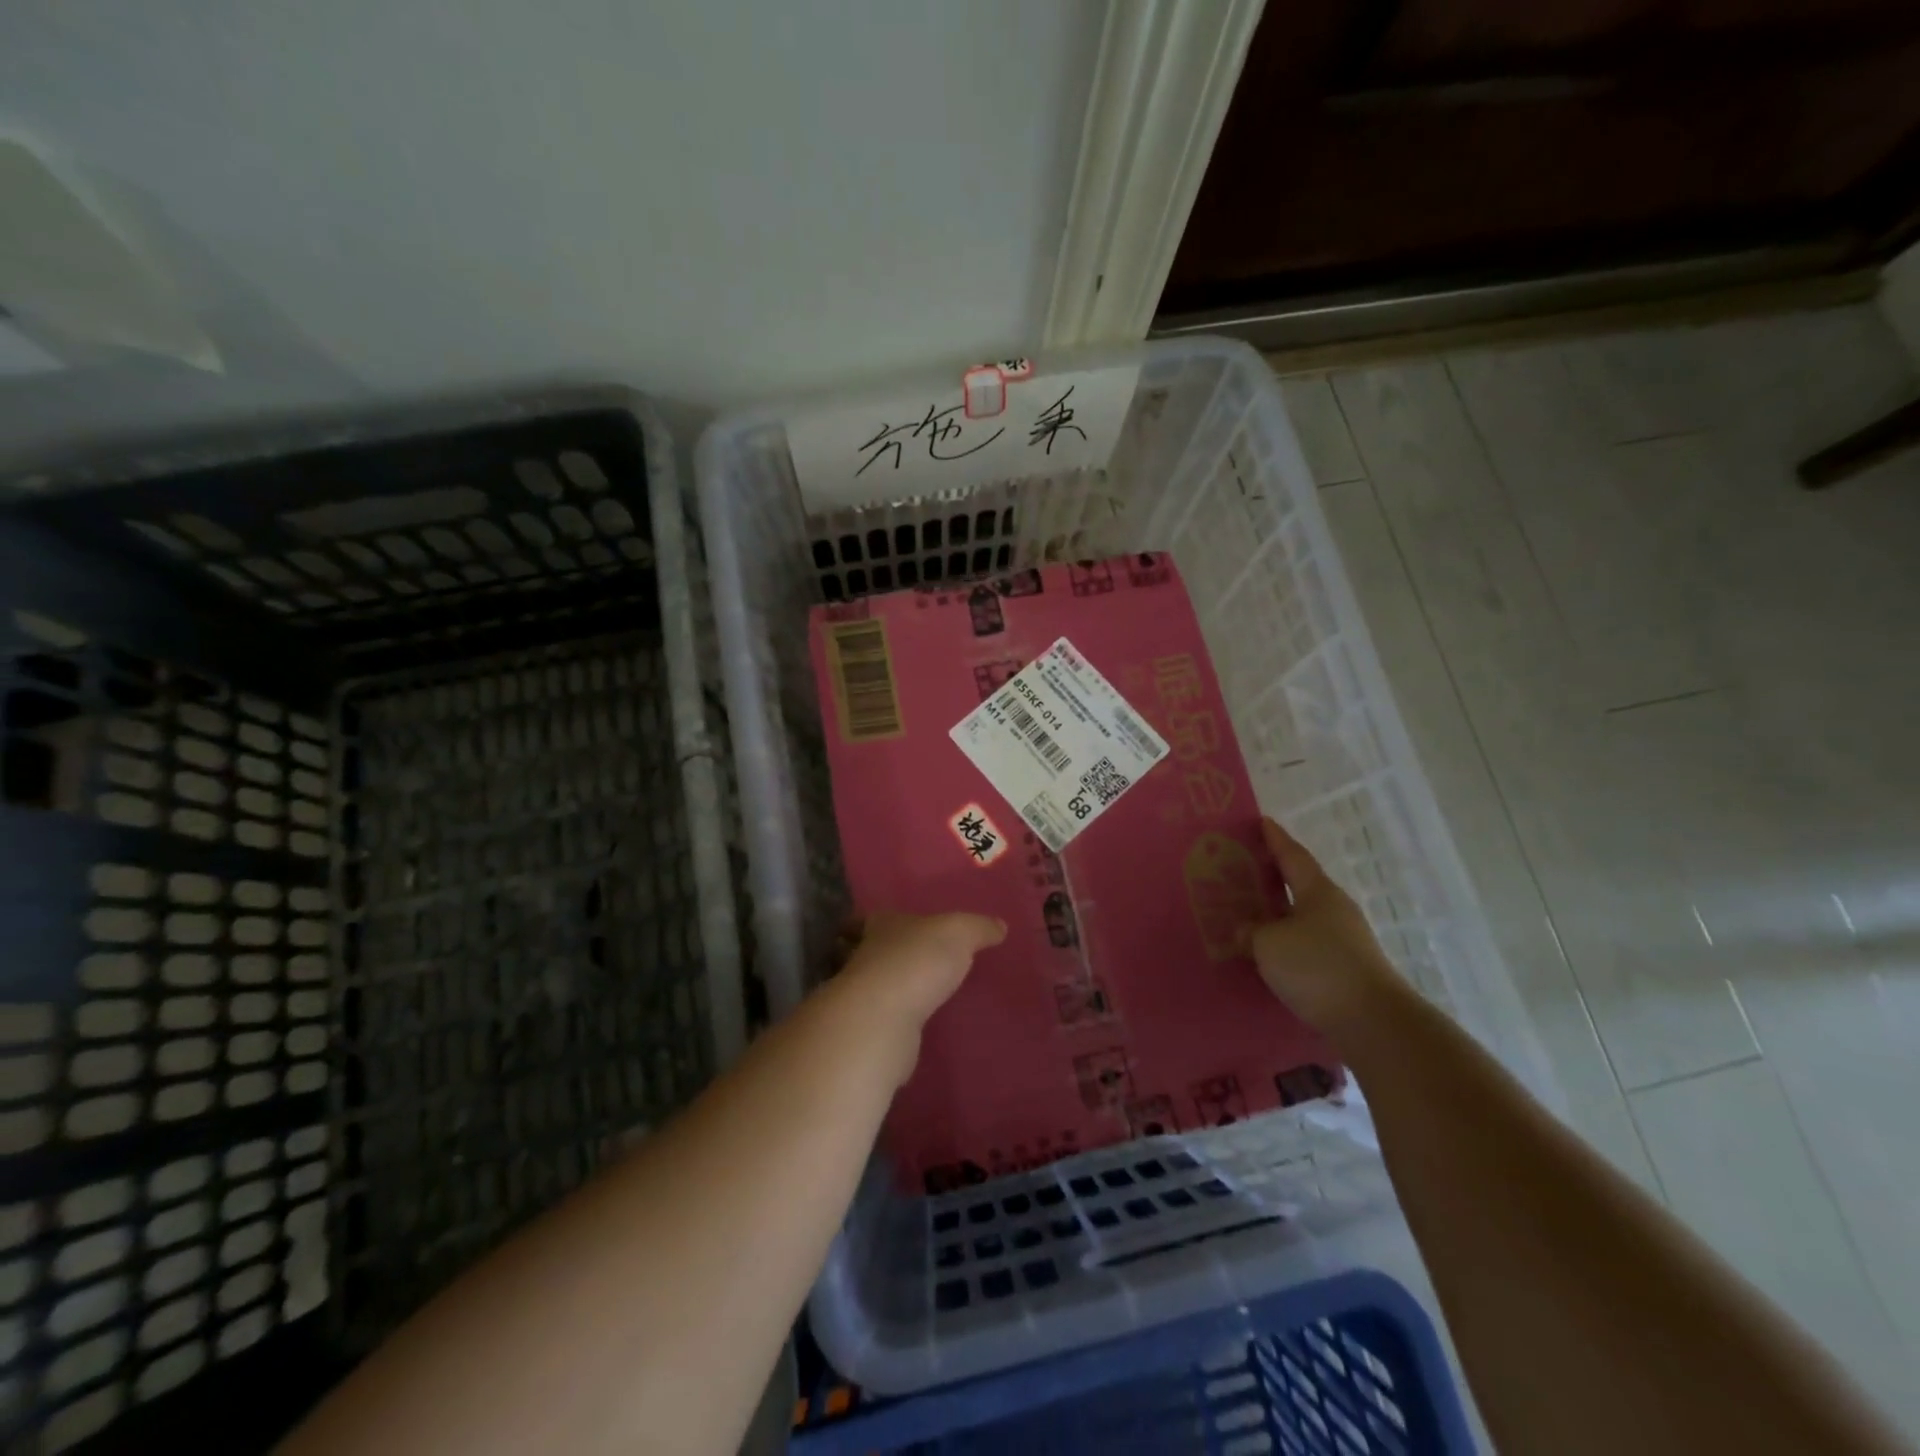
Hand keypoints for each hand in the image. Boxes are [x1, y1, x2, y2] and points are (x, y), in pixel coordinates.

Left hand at [829, 912, 1006, 1081]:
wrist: (882, 1020)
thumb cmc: (918, 961)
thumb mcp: (959, 933)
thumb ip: (979, 928)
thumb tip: (1000, 926)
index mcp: (883, 926)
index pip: (882, 918)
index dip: (893, 921)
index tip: (908, 927)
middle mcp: (868, 957)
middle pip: (879, 951)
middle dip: (898, 955)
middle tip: (926, 962)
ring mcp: (865, 996)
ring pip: (882, 986)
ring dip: (900, 990)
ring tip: (928, 996)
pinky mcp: (871, 1030)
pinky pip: (888, 1019)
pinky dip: (900, 1019)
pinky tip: (919, 1025)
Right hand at [1245, 817, 1409, 1036]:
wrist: (1372, 1021)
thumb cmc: (1316, 967)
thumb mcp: (1269, 944)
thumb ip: (1251, 931)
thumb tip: (1245, 929)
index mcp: (1317, 891)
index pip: (1292, 855)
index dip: (1275, 838)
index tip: (1261, 822)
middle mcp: (1334, 909)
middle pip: (1300, 885)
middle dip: (1273, 877)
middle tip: (1243, 870)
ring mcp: (1344, 940)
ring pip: (1303, 917)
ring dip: (1278, 914)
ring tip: (1249, 915)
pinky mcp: (1346, 969)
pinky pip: (1307, 945)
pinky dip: (1287, 943)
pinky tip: (1269, 953)